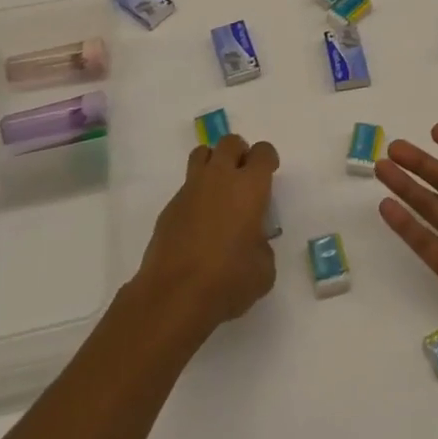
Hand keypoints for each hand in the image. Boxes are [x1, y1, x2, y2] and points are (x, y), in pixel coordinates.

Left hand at [136, 134, 279, 334]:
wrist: (174, 295)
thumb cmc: (228, 280)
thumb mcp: (263, 269)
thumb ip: (262, 246)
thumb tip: (252, 242)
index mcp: (250, 186)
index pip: (262, 152)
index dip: (267, 159)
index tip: (269, 173)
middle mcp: (220, 178)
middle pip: (230, 142)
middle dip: (239, 153)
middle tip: (243, 177)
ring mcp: (190, 189)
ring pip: (202, 154)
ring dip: (213, 163)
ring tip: (219, 190)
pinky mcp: (169, 207)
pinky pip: (186, 187)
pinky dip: (195, 195)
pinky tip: (198, 224)